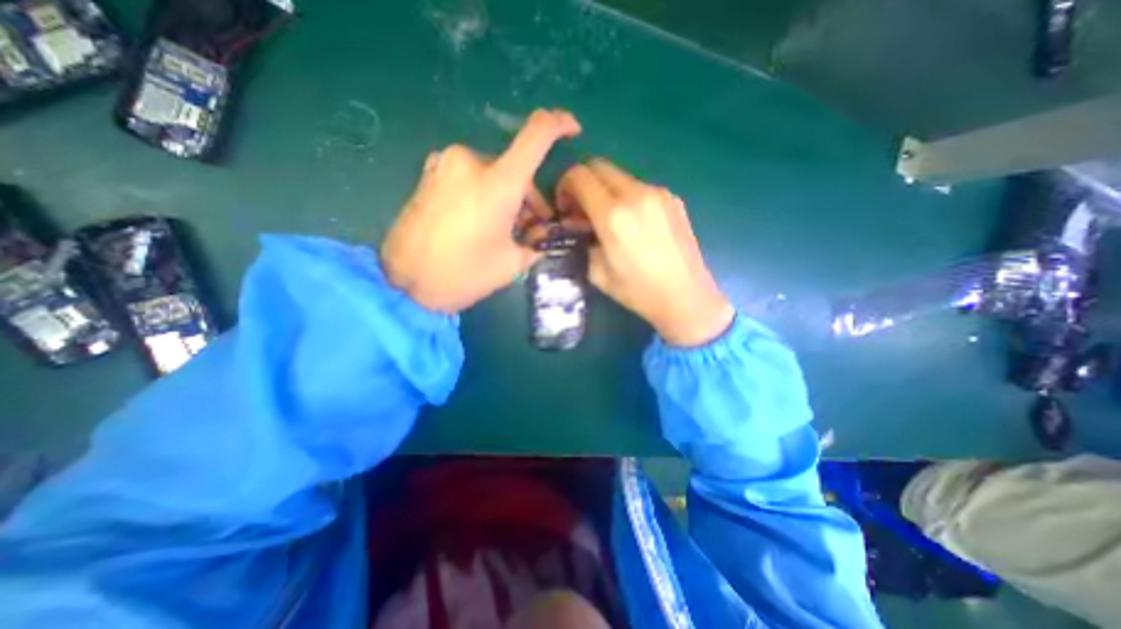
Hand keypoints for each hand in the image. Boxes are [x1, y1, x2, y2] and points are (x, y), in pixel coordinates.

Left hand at [384, 111, 581, 312]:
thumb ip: (536, 243)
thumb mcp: (512, 264)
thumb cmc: (463, 275)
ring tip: (506, 230)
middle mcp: (471, 162)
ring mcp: (446, 164)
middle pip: (515, 168)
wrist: (404, 284)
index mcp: (497, 183)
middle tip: (532, 227)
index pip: (536, 134)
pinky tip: (482, 221)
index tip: (573, 130)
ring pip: (493, 173)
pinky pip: (471, 176)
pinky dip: (485, 193)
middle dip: (529, 197)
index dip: (559, 124)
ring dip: (507, 196)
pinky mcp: (430, 174)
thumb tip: (544, 234)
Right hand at [554, 157, 732, 343]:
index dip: (564, 186)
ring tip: (608, 219)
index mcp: (613, 215)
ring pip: (620, 176)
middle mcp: (636, 194)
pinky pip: (641, 187)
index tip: (565, 207)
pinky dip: (627, 197)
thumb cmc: (638, 291)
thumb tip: (578, 226)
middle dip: (584, 183)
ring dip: (606, 190)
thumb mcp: (597, 273)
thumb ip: (582, 242)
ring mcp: (658, 194)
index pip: (579, 176)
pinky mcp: (674, 199)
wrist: (686, 297)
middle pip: (599, 166)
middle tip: (582, 210)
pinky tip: (633, 224)